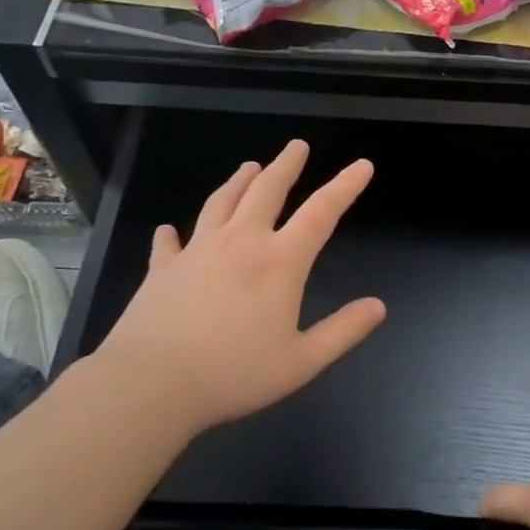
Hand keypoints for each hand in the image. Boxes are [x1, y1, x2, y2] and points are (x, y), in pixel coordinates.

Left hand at [93, 140, 385, 433]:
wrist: (152, 383)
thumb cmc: (234, 374)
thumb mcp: (302, 361)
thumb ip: (343, 331)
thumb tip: (378, 306)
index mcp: (279, 262)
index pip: (321, 213)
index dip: (344, 186)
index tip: (361, 166)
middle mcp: (240, 243)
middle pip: (266, 190)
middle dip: (286, 165)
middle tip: (297, 146)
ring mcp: (197, 251)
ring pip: (221, 202)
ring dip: (239, 181)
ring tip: (249, 167)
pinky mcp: (163, 268)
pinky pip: (170, 242)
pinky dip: (174, 233)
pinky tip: (170, 230)